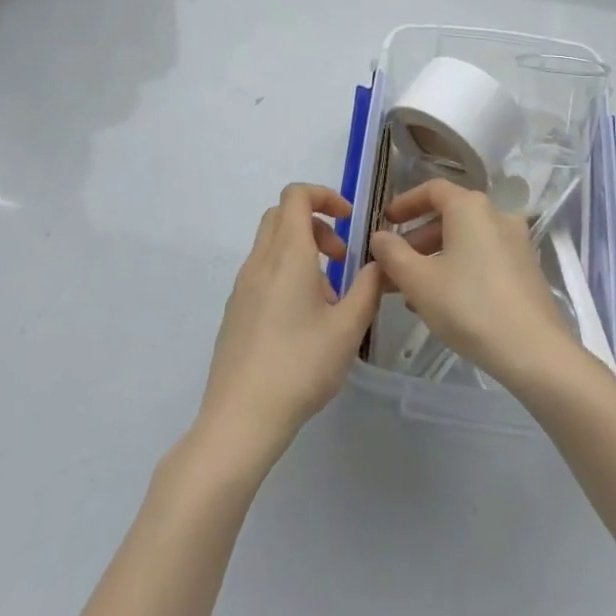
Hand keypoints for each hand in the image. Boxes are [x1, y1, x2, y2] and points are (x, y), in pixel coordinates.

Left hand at [196, 184, 383, 470]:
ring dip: (302, 251)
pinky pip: (262, 272)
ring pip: (271, 244)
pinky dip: (285, 274)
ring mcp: (242, 286)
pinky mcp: (235, 311)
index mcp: (288, 254)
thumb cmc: (299, 367)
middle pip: (282, 215)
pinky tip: (302, 321)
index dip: (325, 196)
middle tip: (341, 258)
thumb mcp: (348, 329)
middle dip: (316, 224)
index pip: (297, 195)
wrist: (239, 420)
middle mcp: (261, 260)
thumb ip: (369, 289)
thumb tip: (380, 263)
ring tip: (327, 297)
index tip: (350, 220)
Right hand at [369, 180, 577, 391]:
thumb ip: (393, 254)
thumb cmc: (469, 306)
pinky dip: (459, 267)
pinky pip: (483, 256)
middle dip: (416, 240)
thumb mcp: (419, 281)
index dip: (405, 203)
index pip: (432, 189)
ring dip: (435, 258)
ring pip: (465, 239)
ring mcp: (515, 241)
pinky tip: (444, 301)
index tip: (385, 222)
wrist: (534, 351)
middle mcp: (496, 214)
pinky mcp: (525, 267)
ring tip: (412, 291)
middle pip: (449, 216)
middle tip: (393, 266)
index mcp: (470, 207)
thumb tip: (379, 236)